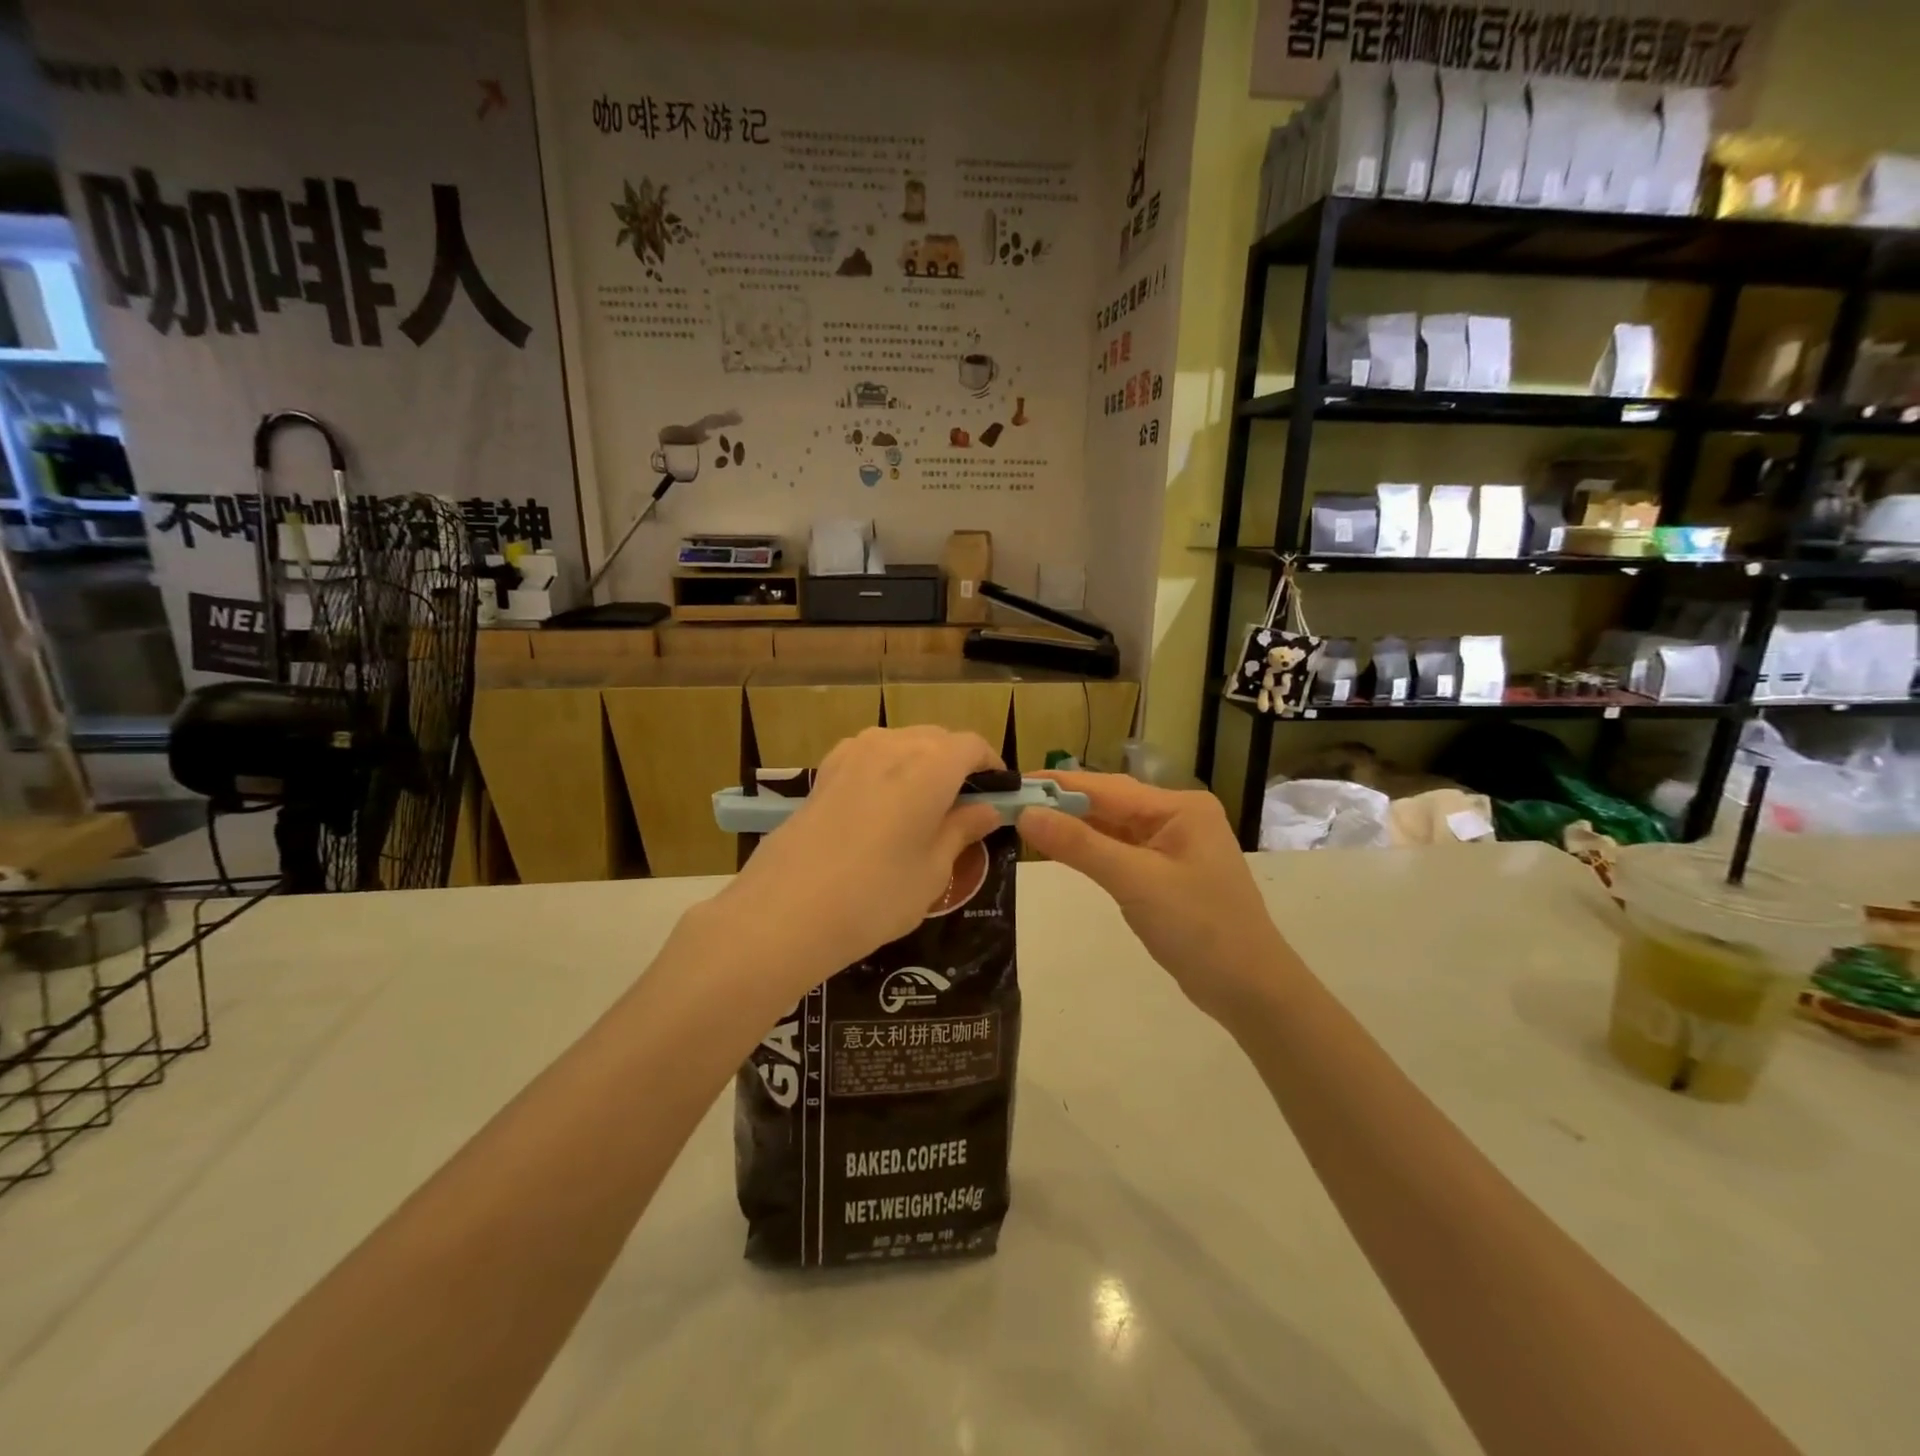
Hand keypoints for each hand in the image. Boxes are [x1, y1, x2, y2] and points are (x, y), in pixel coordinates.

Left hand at [719, 727, 1004, 984]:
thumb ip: (962, 830)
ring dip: (921, 764)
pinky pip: (869, 755)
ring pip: (902, 744)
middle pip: (937, 739)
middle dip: (957, 765)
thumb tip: (986, 809)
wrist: (785, 912)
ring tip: (922, 809)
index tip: (997, 796)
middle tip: (963, 809)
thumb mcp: (933, 870)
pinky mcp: (824, 770)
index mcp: (930, 764)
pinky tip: (882, 808)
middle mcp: (892, 744)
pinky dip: (887, 769)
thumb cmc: (876, 895)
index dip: (990, 767)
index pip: (972, 746)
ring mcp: (852, 753)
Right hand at [1017, 772, 1297, 1024]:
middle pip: (1109, 803)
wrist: (1250, 990)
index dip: (1057, 785)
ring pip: (1113, 828)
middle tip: (1010, 804)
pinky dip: (1092, 850)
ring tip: (1025, 821)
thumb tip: (1026, 814)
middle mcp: (1178, 817)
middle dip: (1062, 804)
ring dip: (1074, 827)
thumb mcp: (1135, 882)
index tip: (1011, 783)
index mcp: (1180, 807)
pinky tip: (1061, 848)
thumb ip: (1079, 845)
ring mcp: (1174, 846)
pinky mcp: (1167, 874)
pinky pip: (1121, 851)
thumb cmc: (1199, 928)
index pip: (1106, 787)